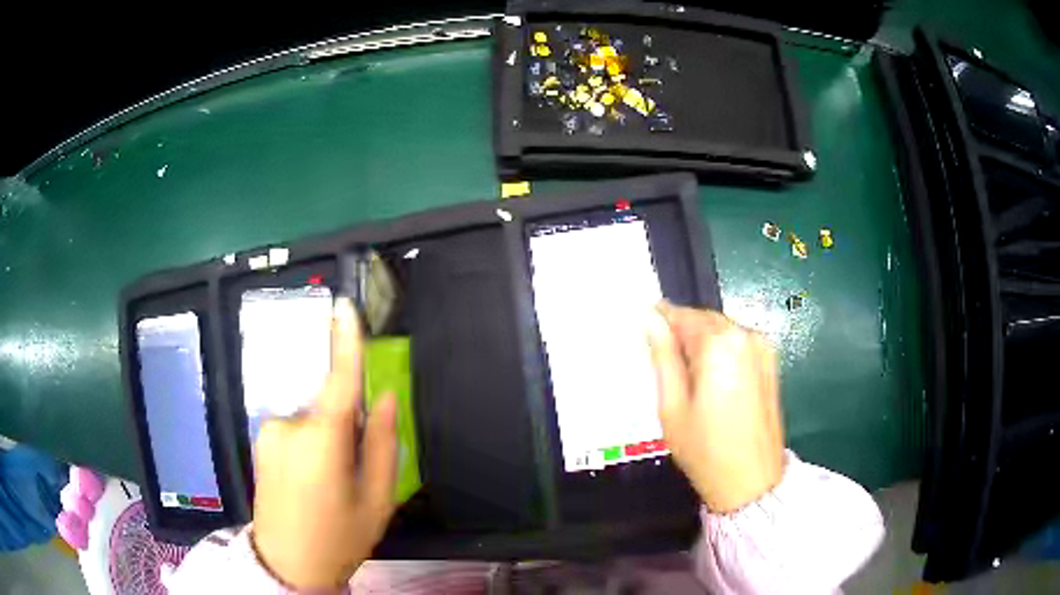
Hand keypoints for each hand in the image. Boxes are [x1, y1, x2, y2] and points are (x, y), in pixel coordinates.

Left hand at [252, 297, 397, 589]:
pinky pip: (296, 427)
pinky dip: (309, 442)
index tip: (346, 307)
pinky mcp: (260, 439)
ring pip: (313, 418)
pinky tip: (309, 480)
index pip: (339, 381)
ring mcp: (269, 432)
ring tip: (329, 482)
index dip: (345, 342)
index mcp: (322, 442)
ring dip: (328, 437)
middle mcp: (289, 426)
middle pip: (330, 406)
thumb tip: (384, 398)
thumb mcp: (377, 500)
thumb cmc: (339, 537)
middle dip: (348, 425)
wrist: (287, 564)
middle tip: (353, 470)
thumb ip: (384, 444)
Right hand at [647, 302, 785, 513]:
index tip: (643, 324)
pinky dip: (720, 351)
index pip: (683, 316)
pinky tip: (709, 378)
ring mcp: (763, 349)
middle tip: (660, 354)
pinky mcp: (771, 364)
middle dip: (682, 331)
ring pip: (722, 331)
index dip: (661, 319)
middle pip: (705, 321)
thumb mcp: (672, 406)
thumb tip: (651, 322)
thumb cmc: (705, 449)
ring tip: (684, 372)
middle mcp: (746, 337)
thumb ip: (663, 358)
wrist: (752, 482)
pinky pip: (738, 345)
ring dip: (702, 342)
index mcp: (719, 344)